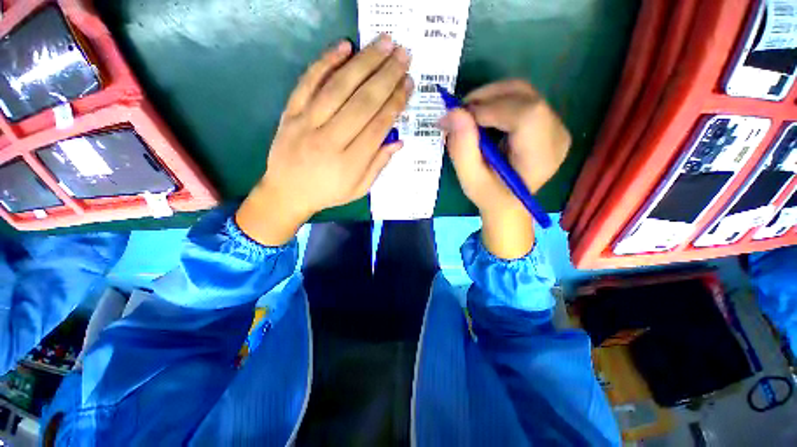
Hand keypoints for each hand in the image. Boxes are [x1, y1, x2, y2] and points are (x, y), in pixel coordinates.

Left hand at [236, 36, 413, 245]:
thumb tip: (399, 141)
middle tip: (404, 54)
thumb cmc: (328, 193)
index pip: (378, 126)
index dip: (396, 103)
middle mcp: (330, 139)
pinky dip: (326, 62)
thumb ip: (378, 165)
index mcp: (350, 162)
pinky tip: (344, 46)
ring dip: (364, 62)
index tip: (409, 83)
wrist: (287, 193)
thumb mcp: (359, 189)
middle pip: (363, 102)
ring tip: (384, 43)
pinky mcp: (290, 112)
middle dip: (386, 76)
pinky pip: (308, 82)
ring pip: (339, 87)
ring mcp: (307, 123)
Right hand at [440, 79, 570, 258]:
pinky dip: (497, 100)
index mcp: (541, 156)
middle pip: (525, 96)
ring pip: (523, 91)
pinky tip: (483, 117)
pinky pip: (522, 98)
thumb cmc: (490, 196)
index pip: (525, 115)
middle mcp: (556, 135)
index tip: (459, 118)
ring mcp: (555, 125)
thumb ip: (462, 148)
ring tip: (469, 116)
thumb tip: (453, 112)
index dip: (489, 109)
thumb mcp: (470, 180)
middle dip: (486, 97)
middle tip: (460, 113)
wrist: (509, 203)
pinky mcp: (547, 121)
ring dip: (490, 97)